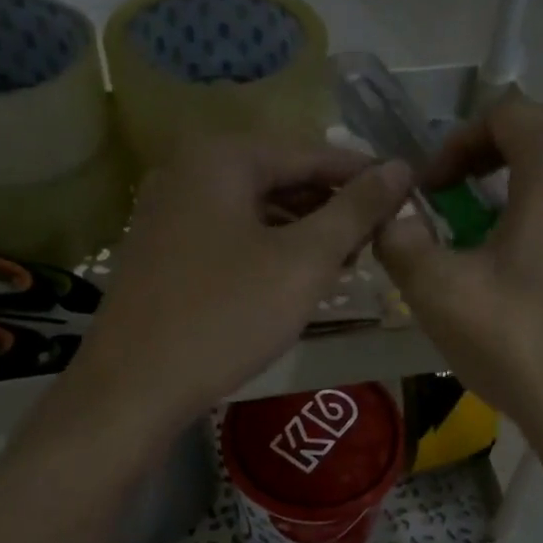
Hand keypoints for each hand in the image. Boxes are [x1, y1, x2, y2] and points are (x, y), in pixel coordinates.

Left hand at [55, 136, 410, 437]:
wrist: (133, 388)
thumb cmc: (226, 316)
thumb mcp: (304, 261)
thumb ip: (356, 210)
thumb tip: (401, 168)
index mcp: (222, 157)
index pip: (312, 153)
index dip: (365, 176)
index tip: (409, 198)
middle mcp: (189, 170)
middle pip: (282, 178)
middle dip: (333, 208)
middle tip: (379, 240)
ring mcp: (169, 211)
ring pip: (257, 210)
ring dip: (304, 232)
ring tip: (346, 264)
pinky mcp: (163, 250)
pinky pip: (231, 235)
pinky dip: (269, 250)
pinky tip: (295, 280)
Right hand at [373, 91, 542, 503]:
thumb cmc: (523, 346)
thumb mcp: (440, 292)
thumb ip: (402, 240)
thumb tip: (395, 219)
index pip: (505, 113)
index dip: (455, 143)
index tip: (429, 190)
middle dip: (491, 153)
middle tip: (455, 196)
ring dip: (524, 179)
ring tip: (488, 230)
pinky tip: (531, 262)